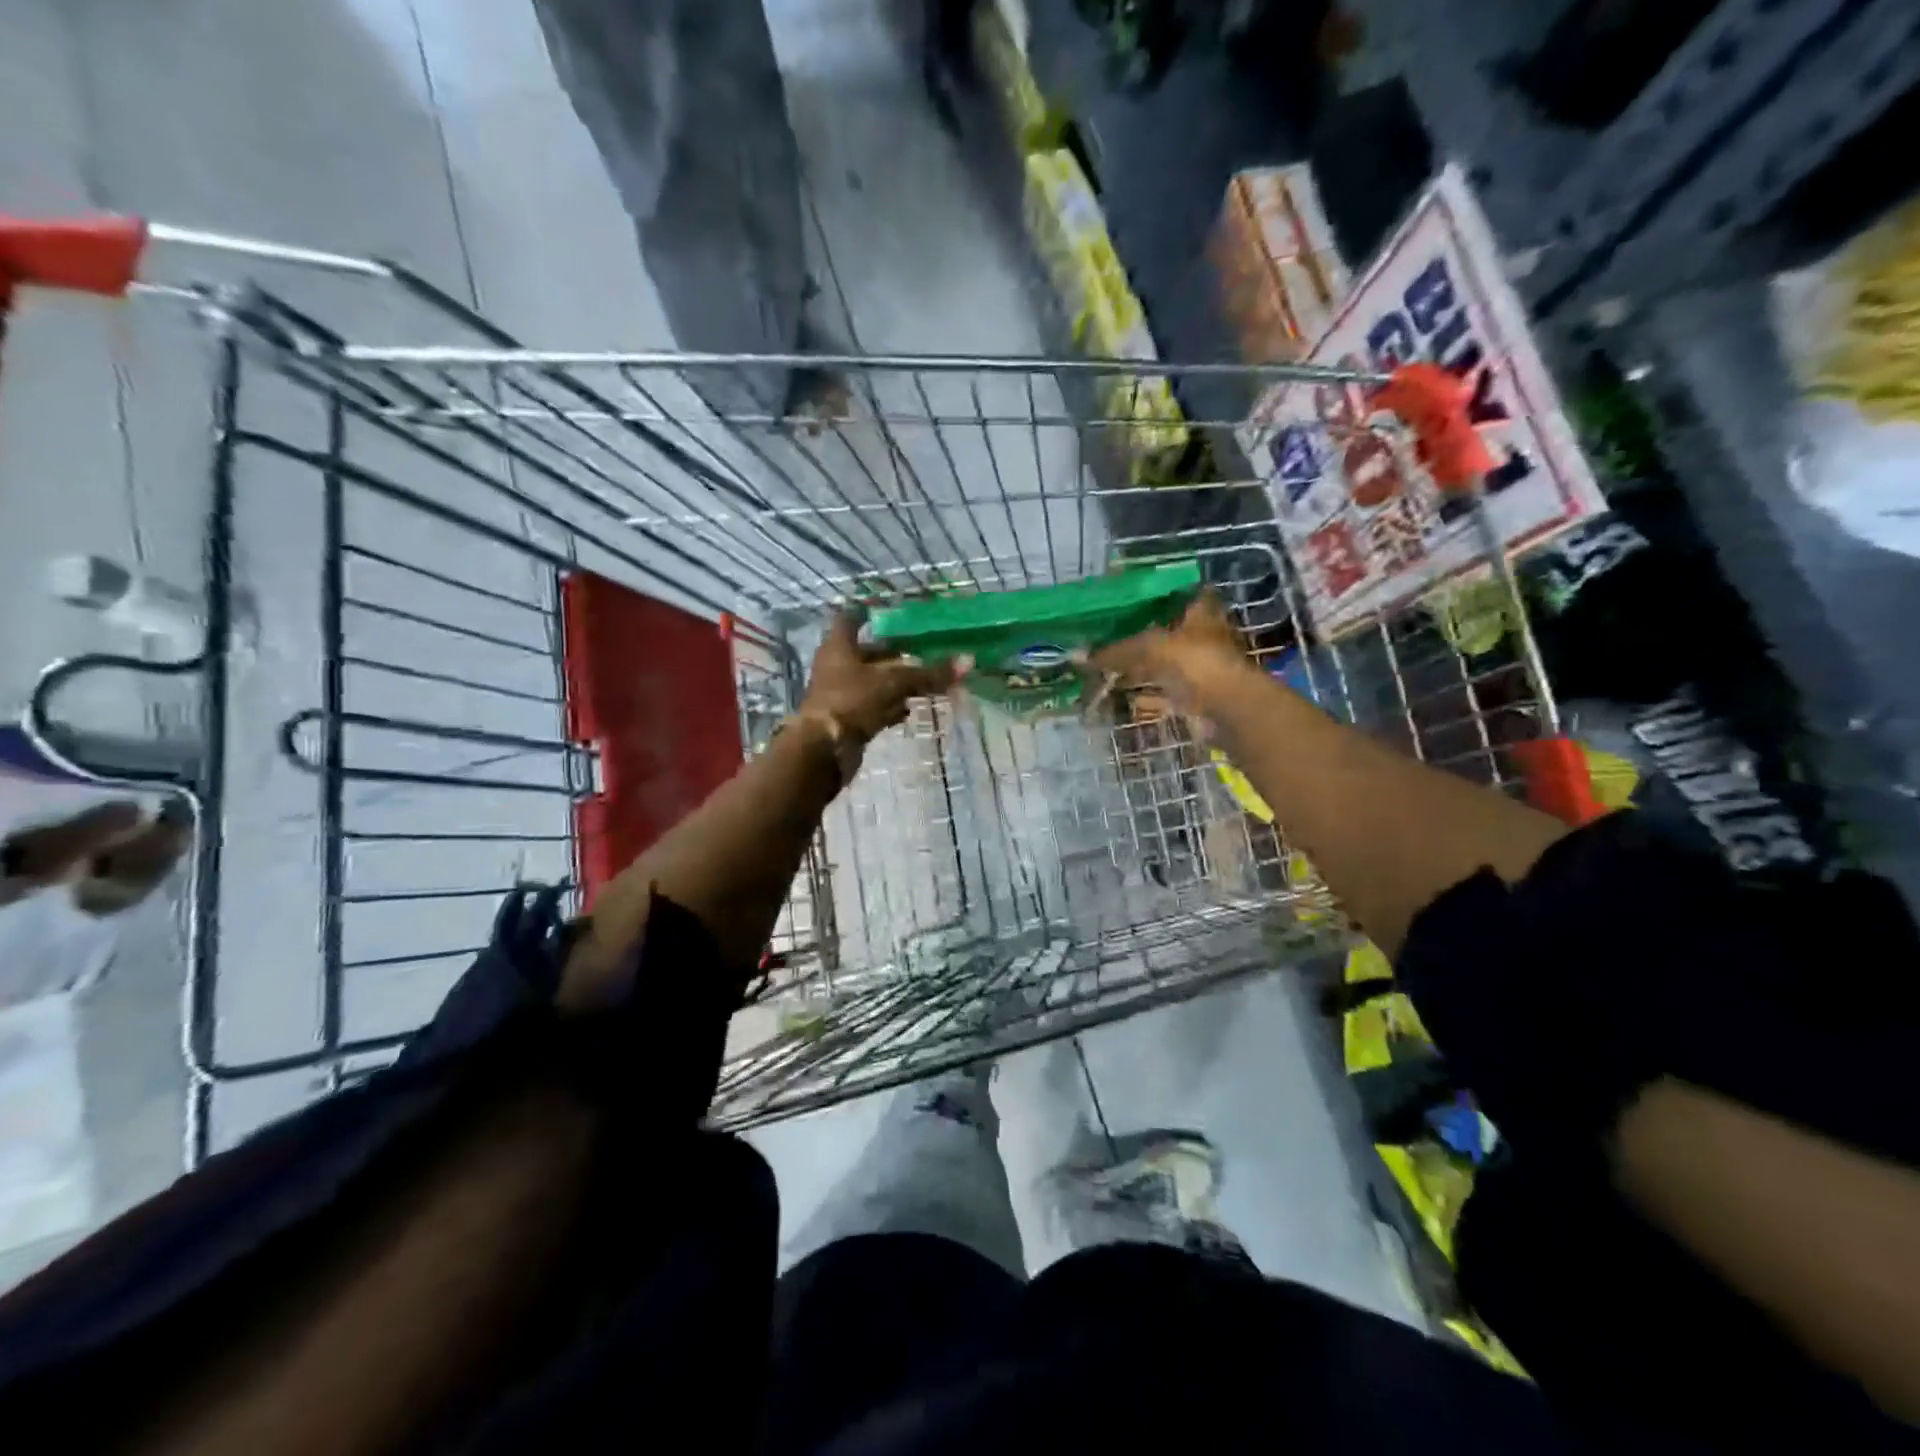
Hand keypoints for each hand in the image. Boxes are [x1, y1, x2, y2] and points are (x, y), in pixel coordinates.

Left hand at [801, 611, 956, 742]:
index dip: (867, 614)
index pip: (850, 619)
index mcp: (839, 646)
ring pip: (872, 682)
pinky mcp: (848, 720)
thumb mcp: (894, 682)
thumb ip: (928, 674)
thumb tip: (968, 660)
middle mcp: (837, 666)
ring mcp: (841, 695)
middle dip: (893, 654)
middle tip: (922, 651)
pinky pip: (874, 707)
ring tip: (924, 681)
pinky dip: (891, 707)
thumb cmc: (852, 701)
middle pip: (867, 654)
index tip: (889, 612)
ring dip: (895, 683)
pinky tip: (910, 709)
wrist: (825, 750)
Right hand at [1090, 591, 1247, 713]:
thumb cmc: (1197, 663)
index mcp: (1201, 612)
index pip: (1181, 593)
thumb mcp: (1152, 648)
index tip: (1129, 599)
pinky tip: (1125, 698)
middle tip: (1109, 636)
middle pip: (1169, 630)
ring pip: (1166, 663)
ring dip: (1143, 667)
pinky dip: (1147, 696)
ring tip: (1110, 667)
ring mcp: (1202, 668)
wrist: (1229, 709)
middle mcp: (1204, 636)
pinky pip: (1165, 692)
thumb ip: (1117, 651)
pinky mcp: (1197, 696)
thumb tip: (1078, 656)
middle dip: (1143, 634)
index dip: (1158, 594)